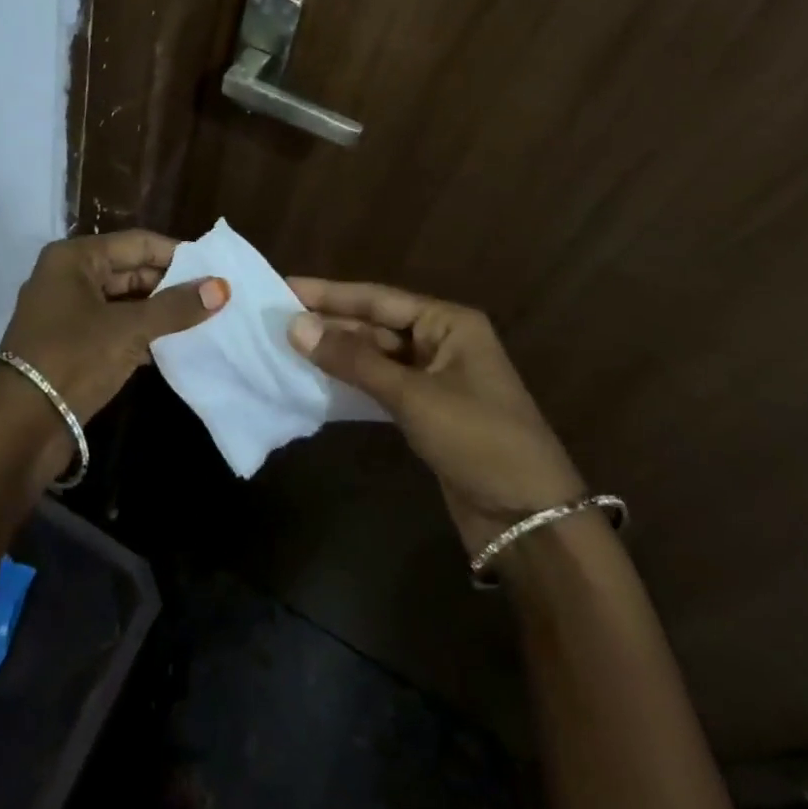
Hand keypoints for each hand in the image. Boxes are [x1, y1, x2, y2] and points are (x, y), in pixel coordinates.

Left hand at [0, 231, 227, 483]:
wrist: (19, 428)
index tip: (215, 268)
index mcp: (75, 258)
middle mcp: (67, 276)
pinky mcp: (69, 344)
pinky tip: (173, 346)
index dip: (177, 254)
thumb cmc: (73, 360)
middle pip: (129, 270)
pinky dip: (140, 334)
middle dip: (170, 285)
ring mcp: (66, 312)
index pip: (137, 243)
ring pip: (123, 301)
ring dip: (158, 312)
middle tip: (214, 296)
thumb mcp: (129, 330)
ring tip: (203, 320)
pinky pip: (113, 327)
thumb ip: (176, 307)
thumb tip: (222, 286)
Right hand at [286, 278, 583, 555]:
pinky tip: (318, 379)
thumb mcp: (413, 396)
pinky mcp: (428, 411)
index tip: (285, 287)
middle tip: (276, 318)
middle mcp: (442, 342)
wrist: (531, 521)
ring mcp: (435, 378)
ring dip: (337, 352)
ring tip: (287, 344)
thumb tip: (295, 326)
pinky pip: (381, 385)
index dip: (330, 294)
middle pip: (376, 325)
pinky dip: (352, 381)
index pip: (378, 299)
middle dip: (330, 323)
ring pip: (376, 355)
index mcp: (449, 323)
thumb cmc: (479, 440)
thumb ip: (353, 360)